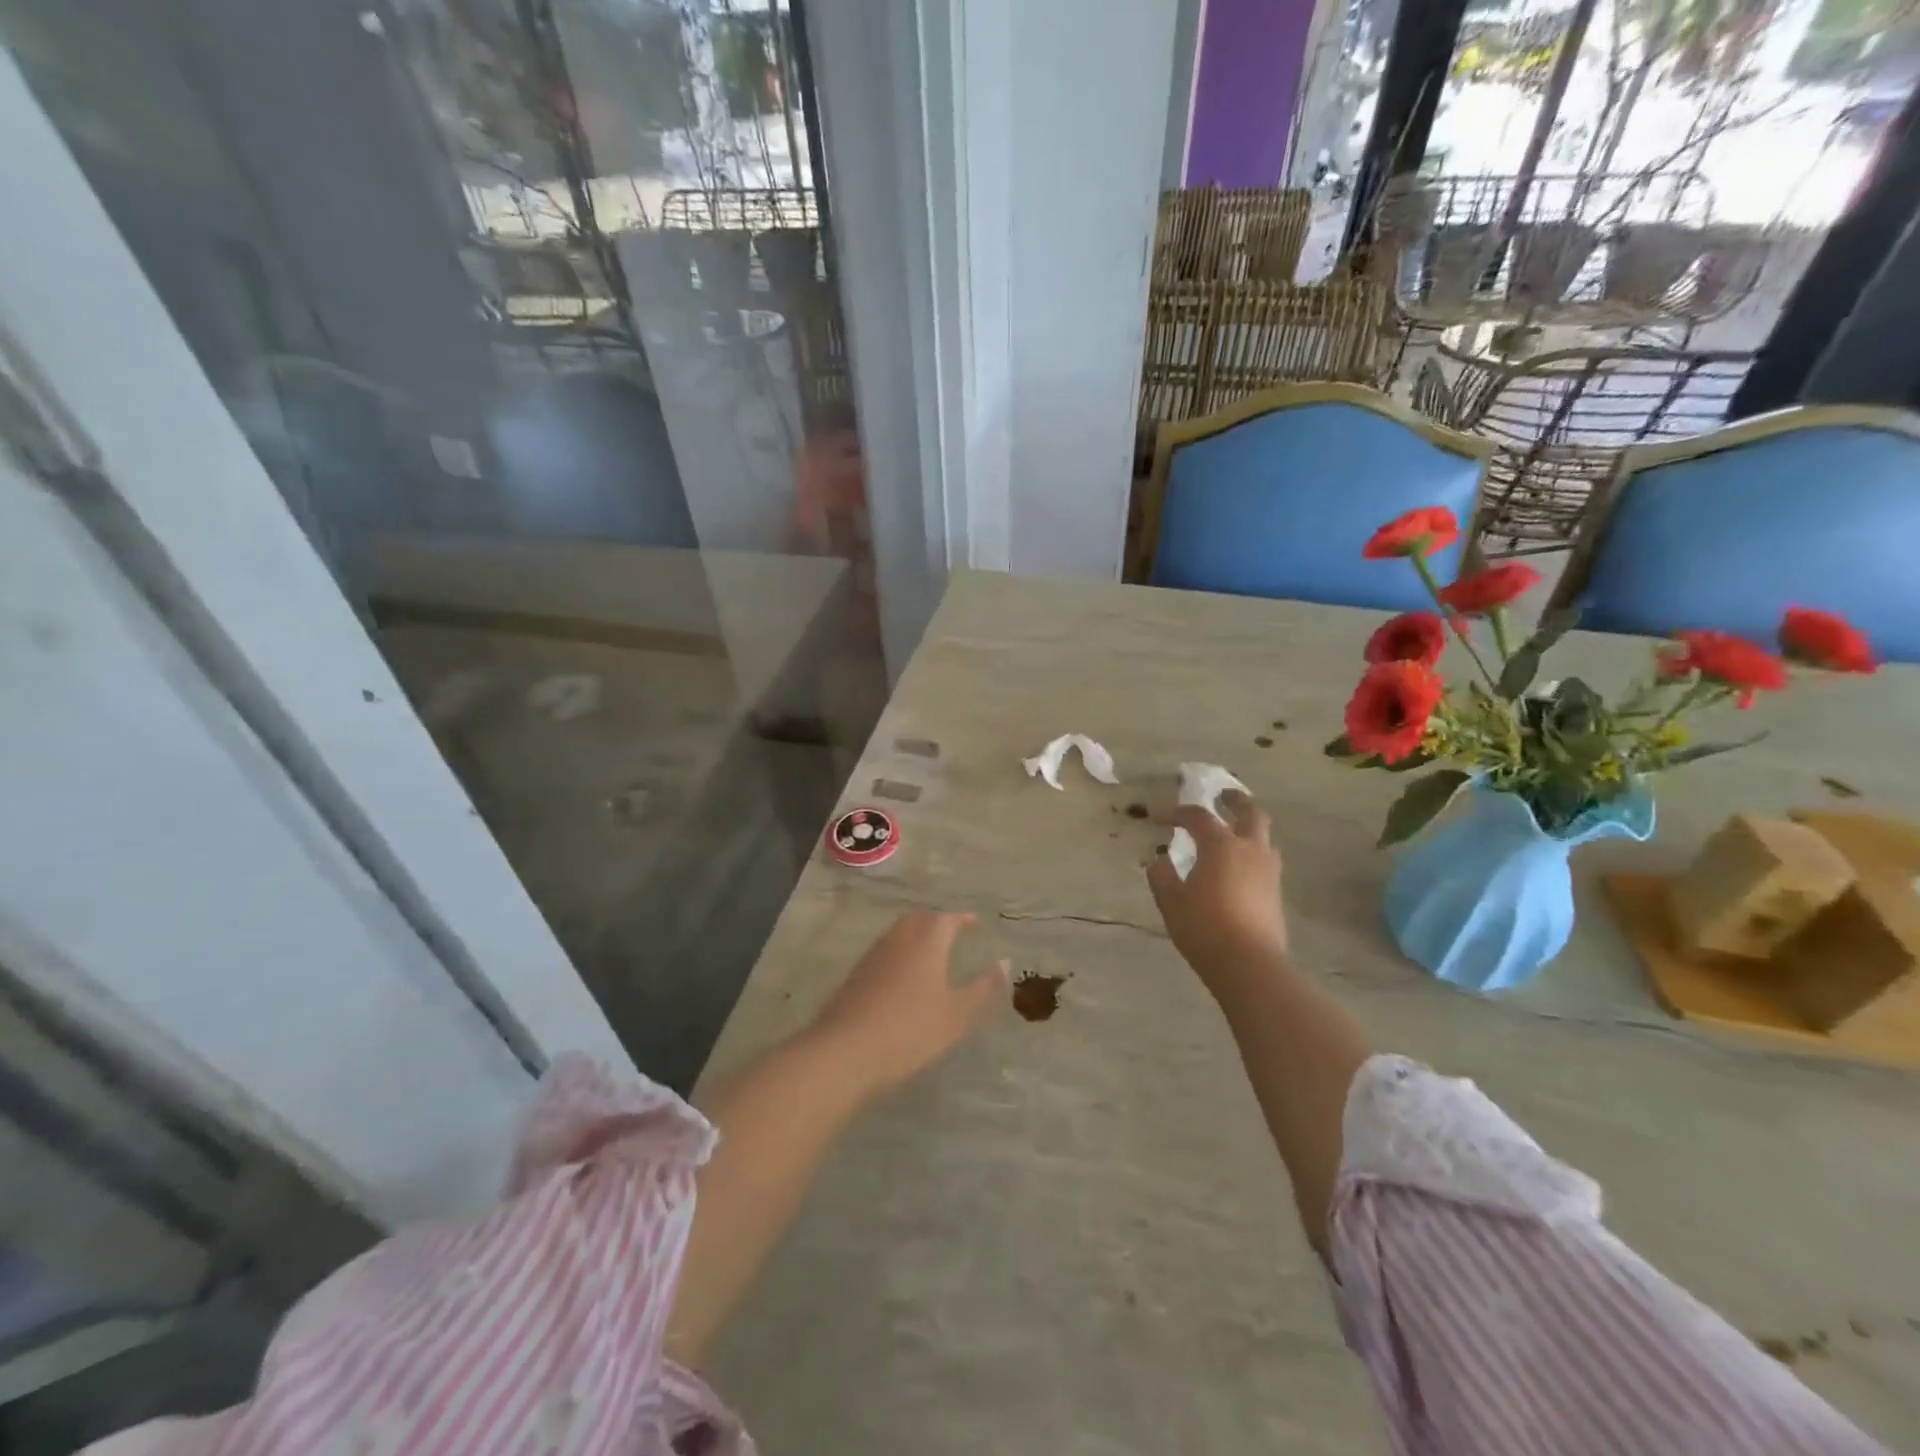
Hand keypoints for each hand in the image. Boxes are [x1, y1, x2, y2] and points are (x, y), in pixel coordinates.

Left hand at [811, 912, 1006, 1092]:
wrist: (846, 1051)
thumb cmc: (911, 1030)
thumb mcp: (957, 1014)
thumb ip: (983, 988)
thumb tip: (1004, 962)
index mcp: (927, 942)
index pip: (947, 919)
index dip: (962, 919)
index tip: (975, 922)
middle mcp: (899, 940)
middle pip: (919, 920)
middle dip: (937, 922)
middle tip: (952, 932)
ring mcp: (873, 956)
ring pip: (898, 934)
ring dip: (916, 936)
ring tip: (930, 953)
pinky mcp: (855, 975)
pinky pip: (884, 953)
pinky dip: (899, 954)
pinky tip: (902, 977)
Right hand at [1146, 791, 1288, 992]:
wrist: (1249, 964)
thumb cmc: (1204, 926)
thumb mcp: (1171, 901)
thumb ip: (1162, 876)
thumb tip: (1159, 861)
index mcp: (1221, 845)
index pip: (1198, 817)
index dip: (1176, 813)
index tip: (1158, 819)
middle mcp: (1250, 850)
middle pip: (1251, 813)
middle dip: (1235, 801)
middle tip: (1221, 797)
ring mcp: (1268, 871)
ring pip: (1263, 838)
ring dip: (1247, 828)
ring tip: (1230, 835)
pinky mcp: (1275, 893)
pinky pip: (1264, 861)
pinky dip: (1251, 854)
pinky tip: (1237, 869)